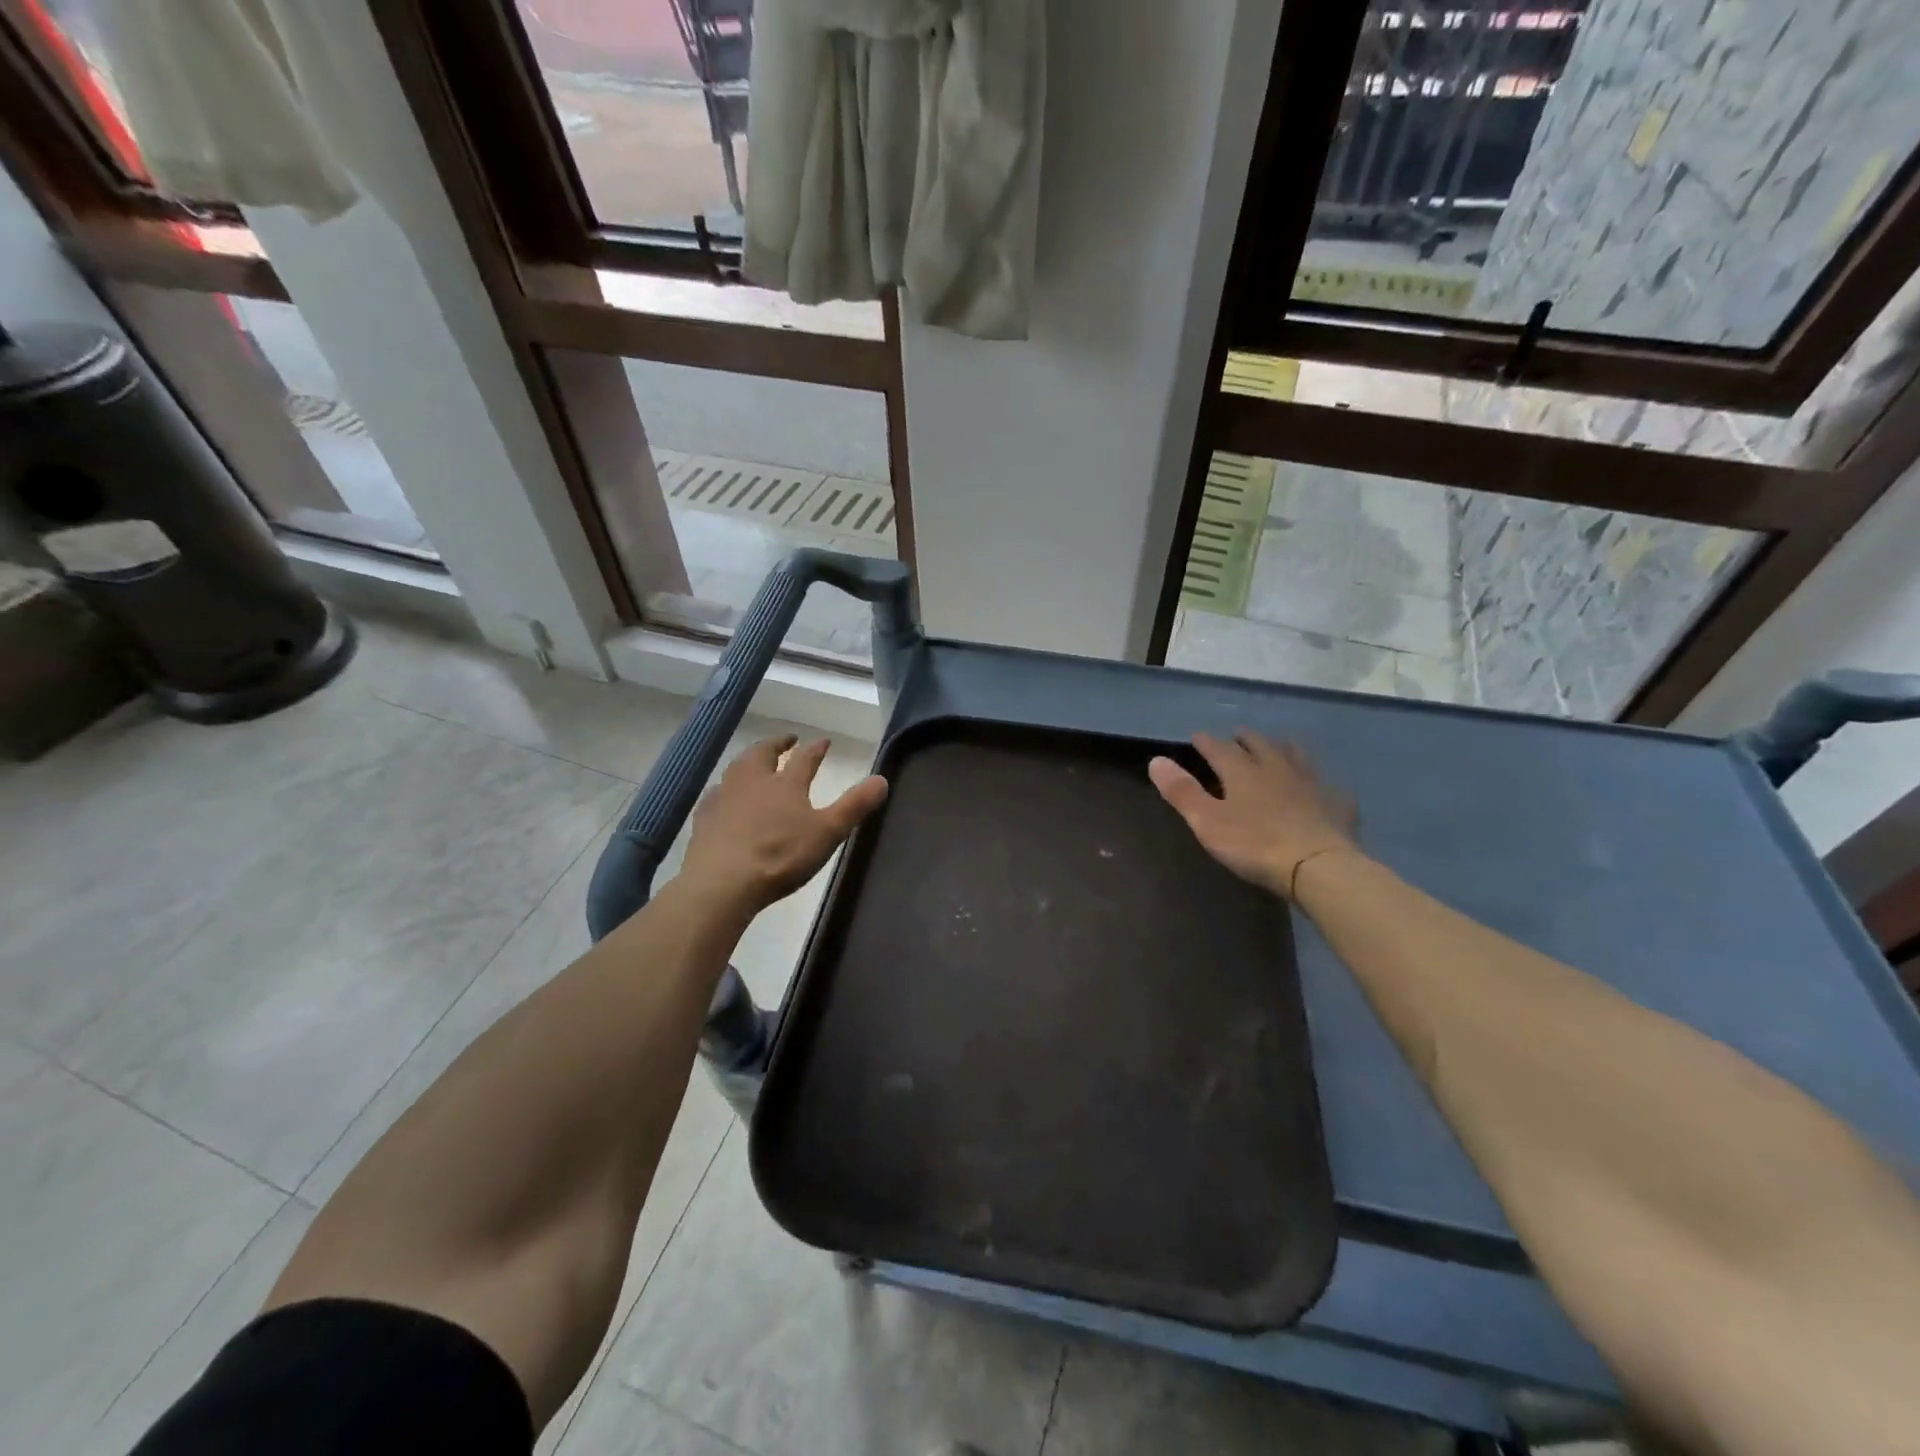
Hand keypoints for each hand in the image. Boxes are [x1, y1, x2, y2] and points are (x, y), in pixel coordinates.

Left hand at [678, 736, 888, 914]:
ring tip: (753, 762)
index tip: (823, 740)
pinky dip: (724, 790)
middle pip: (763, 754)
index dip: (816, 748)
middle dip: (777, 744)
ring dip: (748, 761)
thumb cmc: (780, 856)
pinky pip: (715, 795)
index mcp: (786, 784)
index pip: (805, 758)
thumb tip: (882, 779)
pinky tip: (722, 796)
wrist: (723, 882)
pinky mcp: (704, 819)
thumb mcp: (828, 833)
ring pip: (737, 769)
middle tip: (786, 740)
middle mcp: (753, 782)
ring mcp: (725, 798)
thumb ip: (854, 805)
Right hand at [1149, 731, 1357, 899]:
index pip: (1219, 749)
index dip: (1206, 742)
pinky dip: (1317, 782)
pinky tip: (1319, 788)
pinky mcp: (1336, 803)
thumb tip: (1156, 760)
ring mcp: (1310, 783)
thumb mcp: (1208, 821)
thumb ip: (1182, 791)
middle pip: (1259, 745)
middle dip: (1245, 739)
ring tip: (1279, 746)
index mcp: (1242, 772)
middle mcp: (1276, 768)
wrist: (1318, 866)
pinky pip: (1326, 785)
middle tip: (1238, 734)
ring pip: (1295, 756)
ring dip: (1283, 748)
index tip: (1197, 736)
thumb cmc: (1254, 844)